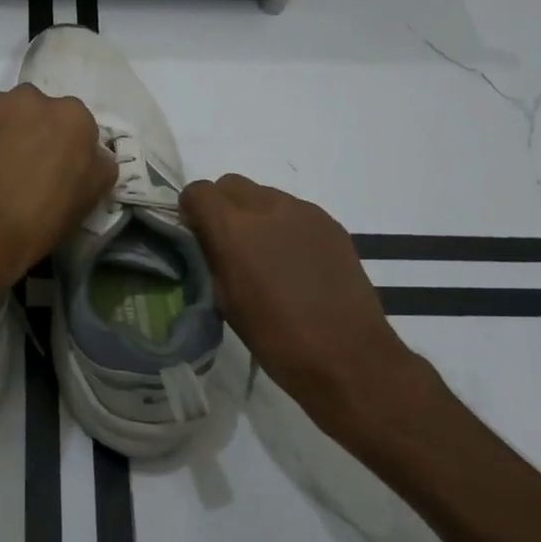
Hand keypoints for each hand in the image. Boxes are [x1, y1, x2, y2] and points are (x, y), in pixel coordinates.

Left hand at [0, 84, 116, 293]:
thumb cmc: (44, 217)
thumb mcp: (93, 195)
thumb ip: (101, 163)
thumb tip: (93, 153)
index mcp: (72, 114)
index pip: (78, 124)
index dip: (70, 147)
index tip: (61, 168)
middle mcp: (33, 97)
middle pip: (41, 111)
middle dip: (38, 130)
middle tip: (29, 164)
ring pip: (8, 112)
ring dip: (8, 129)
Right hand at [181, 174, 425, 442]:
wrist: (348, 357)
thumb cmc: (276, 339)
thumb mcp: (226, 300)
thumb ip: (212, 256)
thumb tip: (208, 237)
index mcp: (234, 229)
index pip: (198, 191)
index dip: (192, 209)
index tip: (197, 233)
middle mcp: (267, 208)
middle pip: (231, 184)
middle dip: (222, 206)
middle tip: (229, 242)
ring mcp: (304, 212)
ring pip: (264, 194)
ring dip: (254, 214)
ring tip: (266, 254)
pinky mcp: (331, 222)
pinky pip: (294, 210)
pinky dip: (284, 225)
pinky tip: (295, 261)